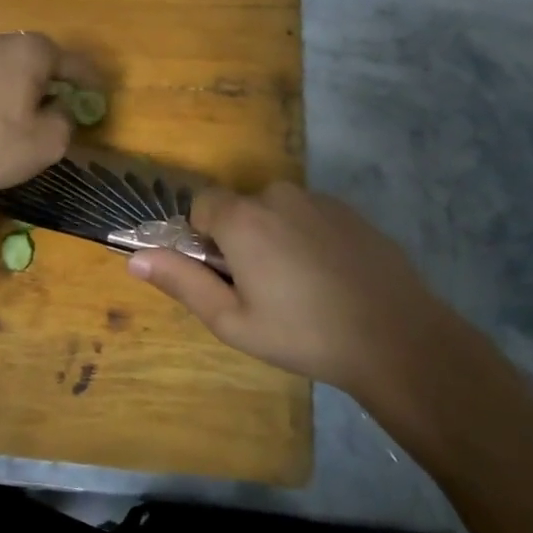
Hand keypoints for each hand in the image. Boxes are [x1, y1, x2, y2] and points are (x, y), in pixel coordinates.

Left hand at [0, 32, 99, 201]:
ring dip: (19, 83)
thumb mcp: (47, 143)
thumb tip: (61, 109)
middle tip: (63, 97)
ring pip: (4, 65)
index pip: (71, 61)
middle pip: (35, 55)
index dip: (89, 78)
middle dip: (52, 75)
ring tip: (26, 108)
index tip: (98, 93)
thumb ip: (65, 121)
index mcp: (29, 51)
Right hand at [128, 182, 451, 404]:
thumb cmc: (304, 334)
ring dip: (276, 238)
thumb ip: (182, 282)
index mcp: (243, 219)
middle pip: (241, 208)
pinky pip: (311, 217)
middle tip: (263, 289)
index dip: (204, 237)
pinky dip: (309, 239)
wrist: (397, 337)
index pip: (202, 204)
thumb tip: (135, 258)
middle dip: (241, 239)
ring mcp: (319, 200)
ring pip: (277, 212)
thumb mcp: (233, 321)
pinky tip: (331, 279)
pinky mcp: (351, 212)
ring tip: (302, 288)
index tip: (224, 274)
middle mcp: (278, 196)